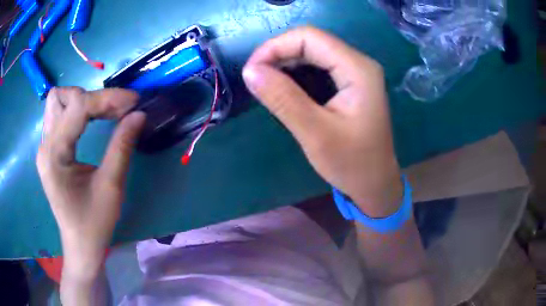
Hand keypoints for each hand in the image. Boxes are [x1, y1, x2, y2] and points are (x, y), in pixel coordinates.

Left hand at [36, 87, 145, 278]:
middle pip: (63, 97)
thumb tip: (139, 114)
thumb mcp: (111, 187)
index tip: (134, 101)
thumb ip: (122, 146)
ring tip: (103, 113)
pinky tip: (90, 121)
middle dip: (93, 97)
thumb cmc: (94, 223)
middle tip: (118, 110)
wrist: (80, 245)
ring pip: (58, 102)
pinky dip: (77, 110)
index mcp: (54, 155)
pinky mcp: (49, 150)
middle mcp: (45, 145)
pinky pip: (59, 115)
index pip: (78, 107)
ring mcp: (45, 147)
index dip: (107, 98)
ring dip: (82, 100)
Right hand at [243, 27, 402, 216]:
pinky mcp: (350, 82)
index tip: (251, 70)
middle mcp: (359, 63)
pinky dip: (296, 71)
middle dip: (278, 53)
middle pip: (311, 41)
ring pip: (313, 51)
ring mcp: (356, 72)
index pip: (310, 37)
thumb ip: (283, 99)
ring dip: (285, 61)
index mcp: (358, 69)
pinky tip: (283, 85)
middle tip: (254, 77)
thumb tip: (250, 71)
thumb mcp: (316, 134)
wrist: (375, 183)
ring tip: (264, 81)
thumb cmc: (352, 164)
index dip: (275, 46)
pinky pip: (318, 65)